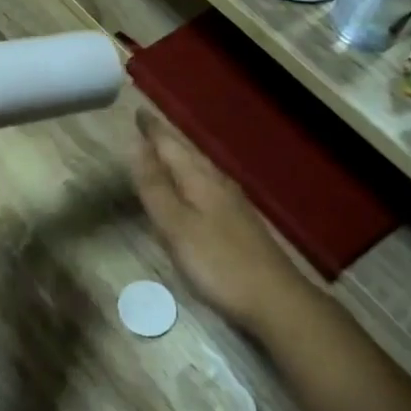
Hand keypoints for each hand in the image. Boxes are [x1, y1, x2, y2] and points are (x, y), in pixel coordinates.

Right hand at [131, 110, 307, 333]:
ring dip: (180, 160)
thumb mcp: (176, 226)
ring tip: (164, 154)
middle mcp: (218, 185)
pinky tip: (193, 193)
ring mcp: (232, 205)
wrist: (275, 299)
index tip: (138, 111)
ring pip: (200, 171)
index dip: (153, 131)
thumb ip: (155, 187)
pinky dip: (191, 181)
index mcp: (201, 181)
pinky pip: (208, 189)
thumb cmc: (218, 263)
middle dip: (167, 141)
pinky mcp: (239, 225)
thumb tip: (136, 145)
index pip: (171, 146)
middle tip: (147, 128)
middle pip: (188, 155)